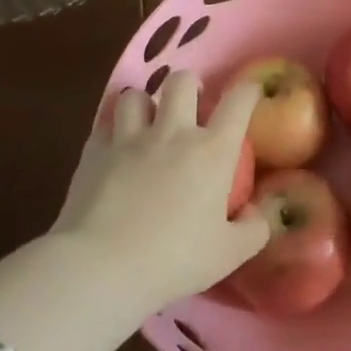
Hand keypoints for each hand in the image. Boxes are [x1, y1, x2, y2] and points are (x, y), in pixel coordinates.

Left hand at [53, 71, 267, 311]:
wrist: (100, 269)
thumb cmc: (173, 261)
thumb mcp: (228, 254)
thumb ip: (253, 230)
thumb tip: (255, 214)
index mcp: (213, 151)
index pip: (238, 101)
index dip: (248, 91)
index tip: (250, 95)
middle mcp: (173, 133)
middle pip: (182, 82)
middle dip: (190, 86)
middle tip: (191, 107)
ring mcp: (130, 139)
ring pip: (136, 96)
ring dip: (145, 105)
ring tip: (147, 123)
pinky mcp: (94, 153)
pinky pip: (103, 125)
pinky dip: (112, 130)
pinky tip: (114, 147)